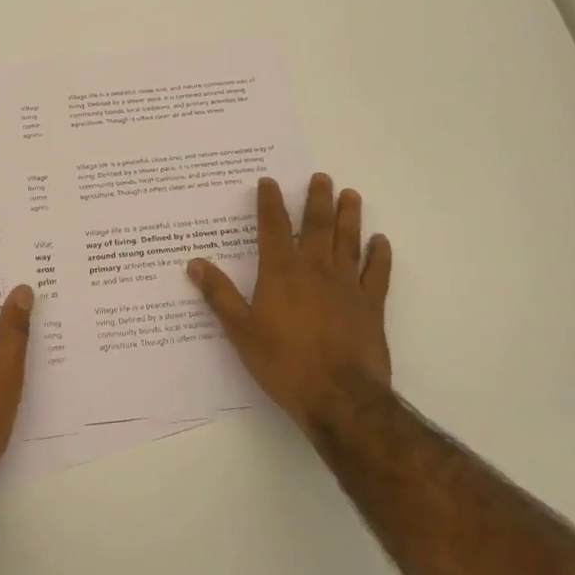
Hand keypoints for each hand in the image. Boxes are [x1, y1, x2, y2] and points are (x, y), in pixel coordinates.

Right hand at [187, 174, 393, 430]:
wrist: (339, 397)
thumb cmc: (284, 363)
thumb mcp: (241, 331)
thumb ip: (219, 294)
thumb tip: (194, 263)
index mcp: (281, 272)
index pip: (273, 227)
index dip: (269, 202)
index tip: (268, 181)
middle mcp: (316, 269)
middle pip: (317, 225)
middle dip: (317, 199)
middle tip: (321, 177)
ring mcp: (348, 285)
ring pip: (349, 241)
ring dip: (350, 216)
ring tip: (350, 194)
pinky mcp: (371, 305)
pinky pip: (377, 273)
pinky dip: (380, 255)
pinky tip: (381, 241)